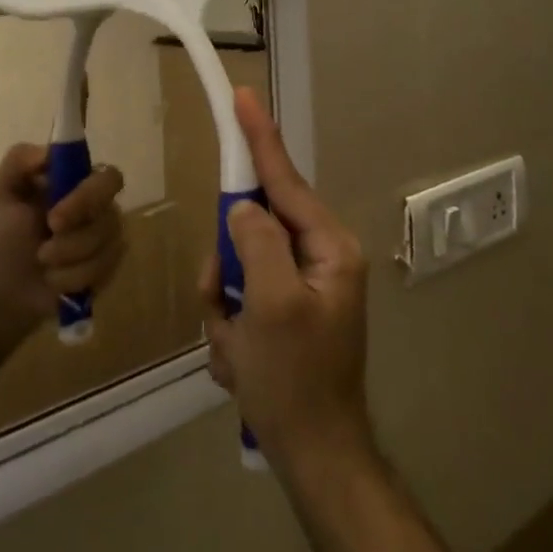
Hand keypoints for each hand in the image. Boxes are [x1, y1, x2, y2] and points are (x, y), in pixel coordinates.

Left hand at [0, 145, 126, 323]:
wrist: (7, 286)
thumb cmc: (7, 235)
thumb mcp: (1, 191)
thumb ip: (19, 160)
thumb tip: (48, 152)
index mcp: (80, 183)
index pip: (108, 177)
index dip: (88, 196)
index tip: (54, 218)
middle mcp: (102, 207)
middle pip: (111, 215)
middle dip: (76, 238)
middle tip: (44, 250)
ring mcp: (109, 238)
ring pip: (104, 247)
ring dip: (66, 259)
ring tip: (42, 262)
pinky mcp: (110, 268)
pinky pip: (102, 272)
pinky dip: (71, 278)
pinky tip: (54, 280)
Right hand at [200, 88, 374, 474]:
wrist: (313, 455)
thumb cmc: (295, 379)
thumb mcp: (269, 304)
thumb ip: (255, 241)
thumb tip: (242, 207)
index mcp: (329, 248)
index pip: (284, 180)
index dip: (259, 138)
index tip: (242, 96)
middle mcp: (319, 258)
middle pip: (250, 227)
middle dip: (225, 269)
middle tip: (224, 307)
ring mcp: (300, 286)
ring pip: (236, 265)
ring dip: (224, 306)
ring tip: (237, 348)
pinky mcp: (283, 311)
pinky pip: (238, 298)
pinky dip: (230, 329)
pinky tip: (242, 363)